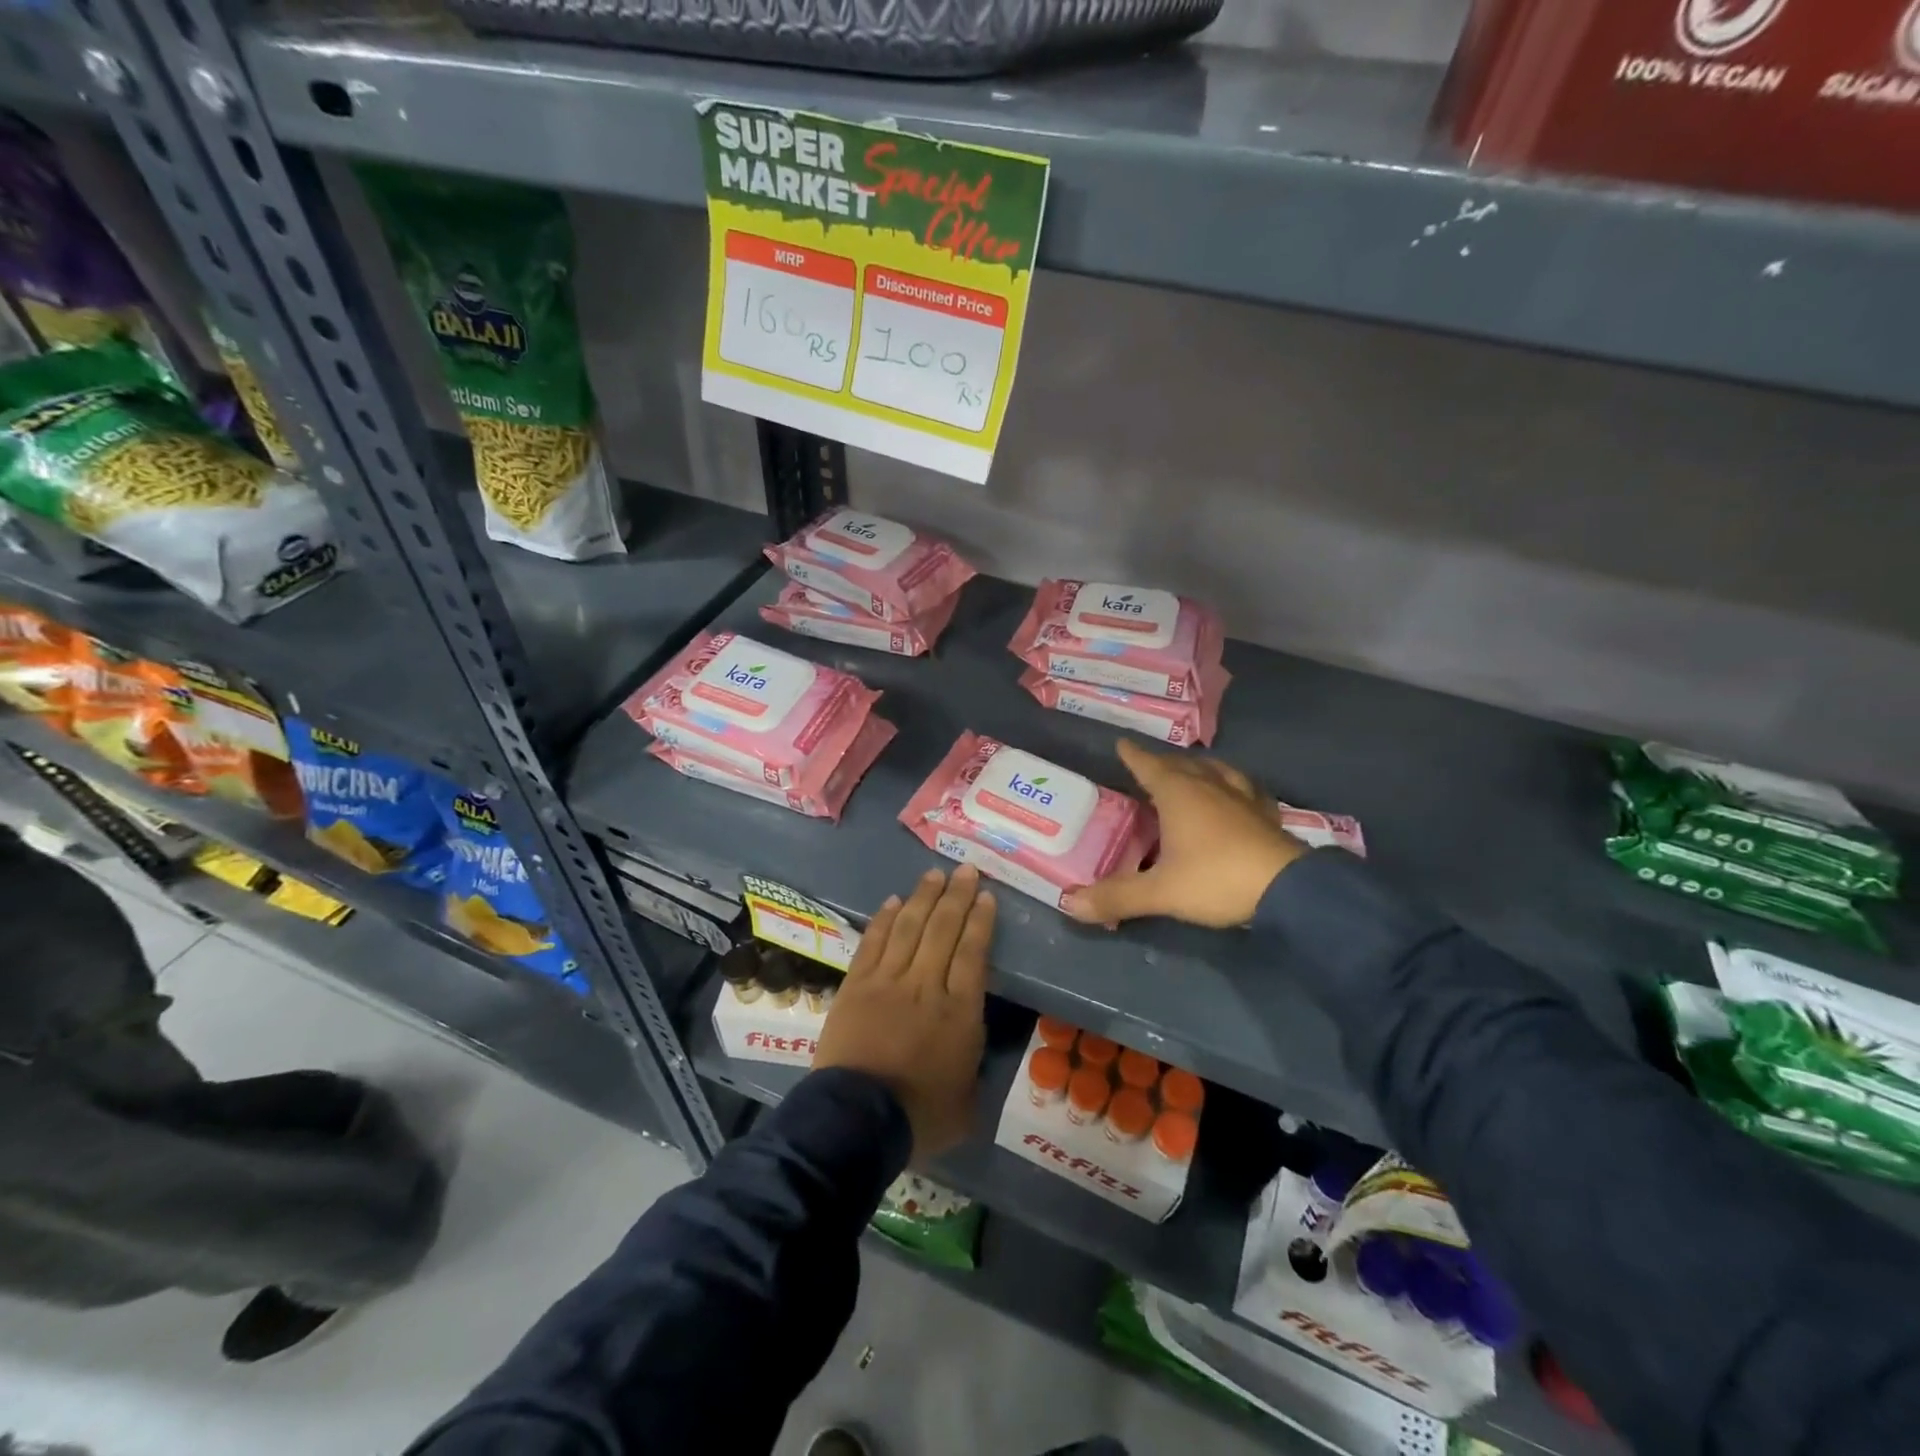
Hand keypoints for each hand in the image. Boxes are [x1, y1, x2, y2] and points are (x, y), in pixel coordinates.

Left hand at [815, 865, 996, 1160]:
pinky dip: (884, 920)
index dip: (980, 921)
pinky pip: (873, 943)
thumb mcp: (967, 1101)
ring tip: (934, 875)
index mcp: (959, 1011)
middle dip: (957, 897)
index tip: (986, 897)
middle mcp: (926, 985)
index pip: (973, 953)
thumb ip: (972, 1066)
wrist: (856, 1121)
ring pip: (909, 928)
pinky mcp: (856, 985)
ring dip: (923, 898)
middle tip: (966, 870)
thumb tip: (970, 1047)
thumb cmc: (918, 1116)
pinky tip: (892, 901)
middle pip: (943, 930)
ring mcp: (887, 981)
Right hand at [1063, 739, 1306, 928]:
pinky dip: (1234, 786)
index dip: (1133, 755)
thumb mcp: (1160, 892)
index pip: (1149, 766)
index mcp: (1179, 793)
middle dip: (1163, 763)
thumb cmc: (1216, 879)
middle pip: (1182, 764)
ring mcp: (1243, 797)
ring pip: (1217, 771)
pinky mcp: (1267, 815)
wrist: (1288, 891)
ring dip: (1200, 769)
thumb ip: (1116, 896)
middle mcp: (1210, 786)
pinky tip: (1237, 796)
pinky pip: (1246, 789)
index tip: (1121, 743)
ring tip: (1192, 773)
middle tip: (1149, 766)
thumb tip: (1069, 904)